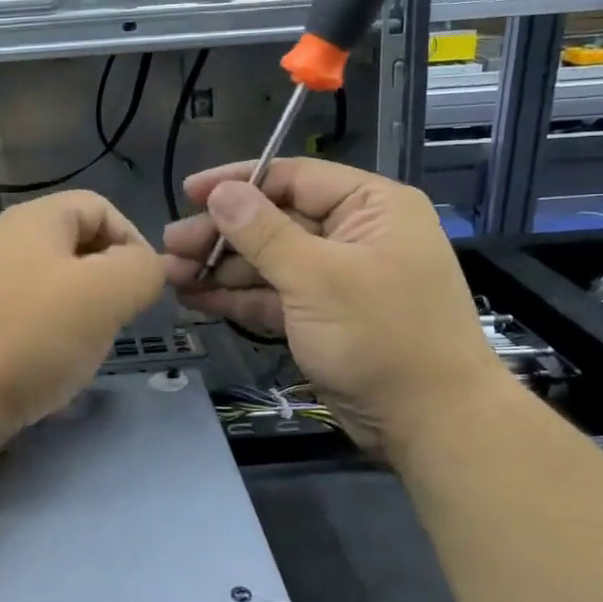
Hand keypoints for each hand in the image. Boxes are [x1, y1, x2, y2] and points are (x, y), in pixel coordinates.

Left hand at [0, 191, 163, 449]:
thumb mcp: (107, 292)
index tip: (144, 288)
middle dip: (110, 283)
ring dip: (86, 317)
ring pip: (60, 290)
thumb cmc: (33, 332)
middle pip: (80, 248)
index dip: (133, 240)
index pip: (101, 207)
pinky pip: (34, 322)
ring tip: (88, 349)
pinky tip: (57, 370)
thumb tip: (147, 271)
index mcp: (36, 220)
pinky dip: (55, 341)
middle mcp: (9, 244)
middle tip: (119, 320)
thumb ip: (143, 270)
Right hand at [163, 158, 506, 454]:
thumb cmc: (381, 335)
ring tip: (171, 276)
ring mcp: (337, 278)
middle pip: (275, 221)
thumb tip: (220, 192)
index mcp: (370, 206)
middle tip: (170, 246)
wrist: (431, 424)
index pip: (294, 177)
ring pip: (269, 261)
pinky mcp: (322, 316)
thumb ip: (263, 232)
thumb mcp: (317, 277)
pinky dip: (237, 298)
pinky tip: (195, 300)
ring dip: (221, 269)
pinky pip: (274, 296)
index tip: (190, 192)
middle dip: (221, 234)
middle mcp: (354, 234)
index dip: (239, 182)